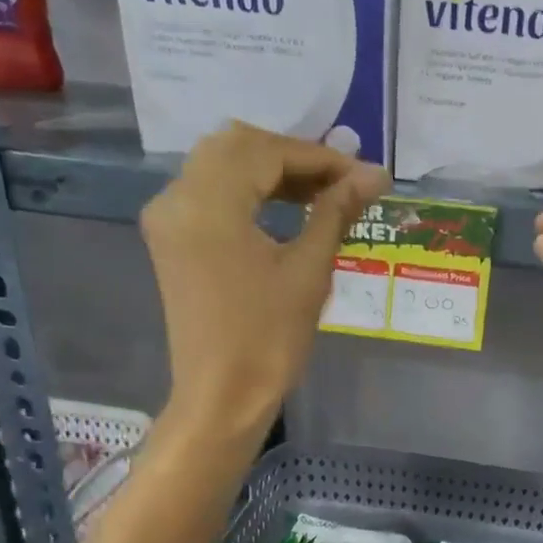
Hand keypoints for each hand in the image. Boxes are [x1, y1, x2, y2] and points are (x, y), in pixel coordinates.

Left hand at [142, 124, 386, 440]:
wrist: (222, 396)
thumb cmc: (269, 339)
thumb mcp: (309, 271)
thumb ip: (336, 211)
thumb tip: (374, 174)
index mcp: (208, 203)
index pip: (267, 152)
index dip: (320, 157)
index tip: (363, 175)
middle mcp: (177, 197)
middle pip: (237, 146)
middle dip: (293, 157)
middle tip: (340, 182)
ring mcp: (168, 217)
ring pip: (220, 164)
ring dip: (270, 170)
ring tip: (320, 195)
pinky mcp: (171, 239)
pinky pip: (208, 191)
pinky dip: (247, 189)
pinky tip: (284, 208)